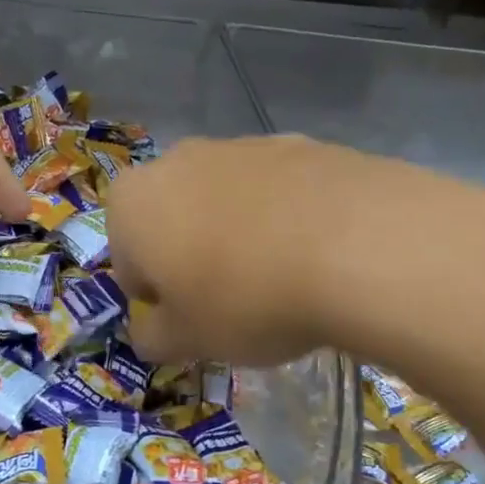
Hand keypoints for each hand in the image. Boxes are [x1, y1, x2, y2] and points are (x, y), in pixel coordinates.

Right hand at [106, 135, 484, 374]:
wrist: (357, 245)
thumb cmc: (245, 298)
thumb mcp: (187, 340)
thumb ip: (153, 337)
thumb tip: (149, 332)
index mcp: (132, 203)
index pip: (127, 262)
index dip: (158, 299)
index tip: (192, 321)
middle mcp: (177, 161)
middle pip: (173, 222)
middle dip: (191, 258)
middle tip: (231, 300)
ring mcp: (241, 145)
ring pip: (224, 203)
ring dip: (237, 236)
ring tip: (281, 279)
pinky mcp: (300, 143)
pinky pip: (276, 191)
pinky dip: (284, 218)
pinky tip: (316, 253)